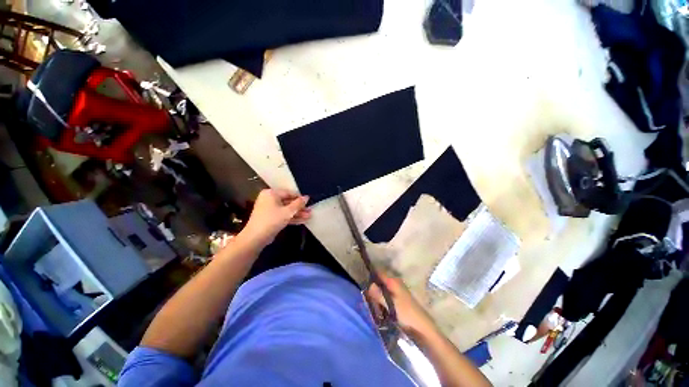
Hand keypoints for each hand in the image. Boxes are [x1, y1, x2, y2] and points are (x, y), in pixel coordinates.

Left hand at [242, 188, 310, 246]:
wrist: (256, 237)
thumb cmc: (272, 220)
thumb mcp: (288, 211)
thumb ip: (298, 204)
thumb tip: (307, 197)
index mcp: (271, 193)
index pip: (288, 193)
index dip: (299, 197)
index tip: (309, 201)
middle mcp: (269, 199)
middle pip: (288, 202)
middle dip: (299, 207)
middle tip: (310, 210)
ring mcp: (269, 209)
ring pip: (286, 210)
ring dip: (297, 213)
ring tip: (309, 216)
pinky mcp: (271, 218)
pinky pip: (283, 215)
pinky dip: (292, 218)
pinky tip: (303, 220)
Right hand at [366, 271, 436, 337]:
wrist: (423, 329)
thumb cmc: (407, 314)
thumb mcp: (390, 304)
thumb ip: (379, 294)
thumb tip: (368, 285)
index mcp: (393, 281)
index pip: (379, 273)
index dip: (371, 275)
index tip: (361, 281)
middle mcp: (395, 284)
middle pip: (380, 282)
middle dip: (372, 288)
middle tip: (365, 296)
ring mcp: (397, 293)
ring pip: (382, 291)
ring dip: (376, 296)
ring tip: (369, 304)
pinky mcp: (399, 302)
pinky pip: (386, 298)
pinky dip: (381, 302)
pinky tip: (378, 309)